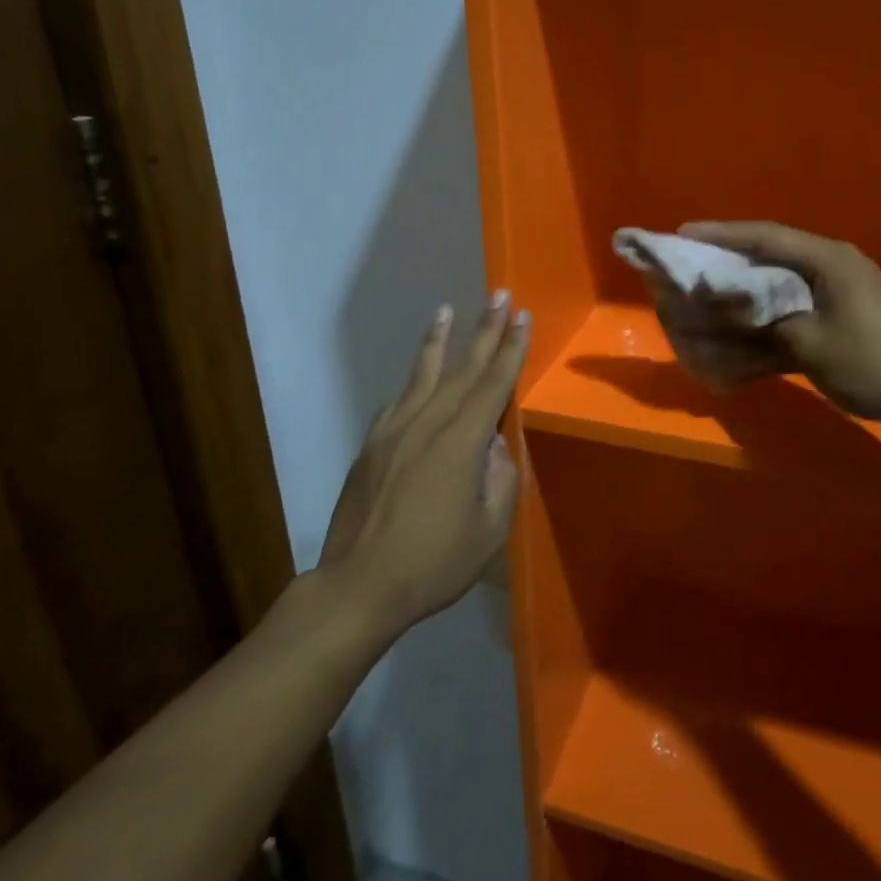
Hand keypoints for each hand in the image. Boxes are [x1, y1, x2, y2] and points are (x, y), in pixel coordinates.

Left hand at [318, 292, 530, 637]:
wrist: (359, 585)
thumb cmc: (433, 563)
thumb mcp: (488, 531)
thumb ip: (500, 479)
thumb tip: (494, 445)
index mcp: (460, 443)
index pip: (493, 385)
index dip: (511, 349)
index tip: (522, 317)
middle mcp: (427, 424)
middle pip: (462, 369)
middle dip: (484, 331)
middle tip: (499, 296)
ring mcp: (394, 431)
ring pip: (423, 375)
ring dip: (439, 340)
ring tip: (446, 310)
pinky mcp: (372, 445)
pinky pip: (398, 402)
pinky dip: (413, 383)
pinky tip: (418, 377)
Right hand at [673, 222, 880, 430]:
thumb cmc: (874, 361)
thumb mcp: (810, 342)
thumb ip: (762, 320)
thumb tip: (721, 307)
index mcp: (827, 260)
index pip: (764, 237)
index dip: (721, 235)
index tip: (682, 234)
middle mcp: (830, 269)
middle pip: (769, 258)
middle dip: (727, 263)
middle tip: (688, 266)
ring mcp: (837, 296)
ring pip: (778, 288)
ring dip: (743, 296)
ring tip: (703, 298)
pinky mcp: (839, 322)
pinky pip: (791, 315)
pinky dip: (765, 325)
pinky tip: (738, 338)